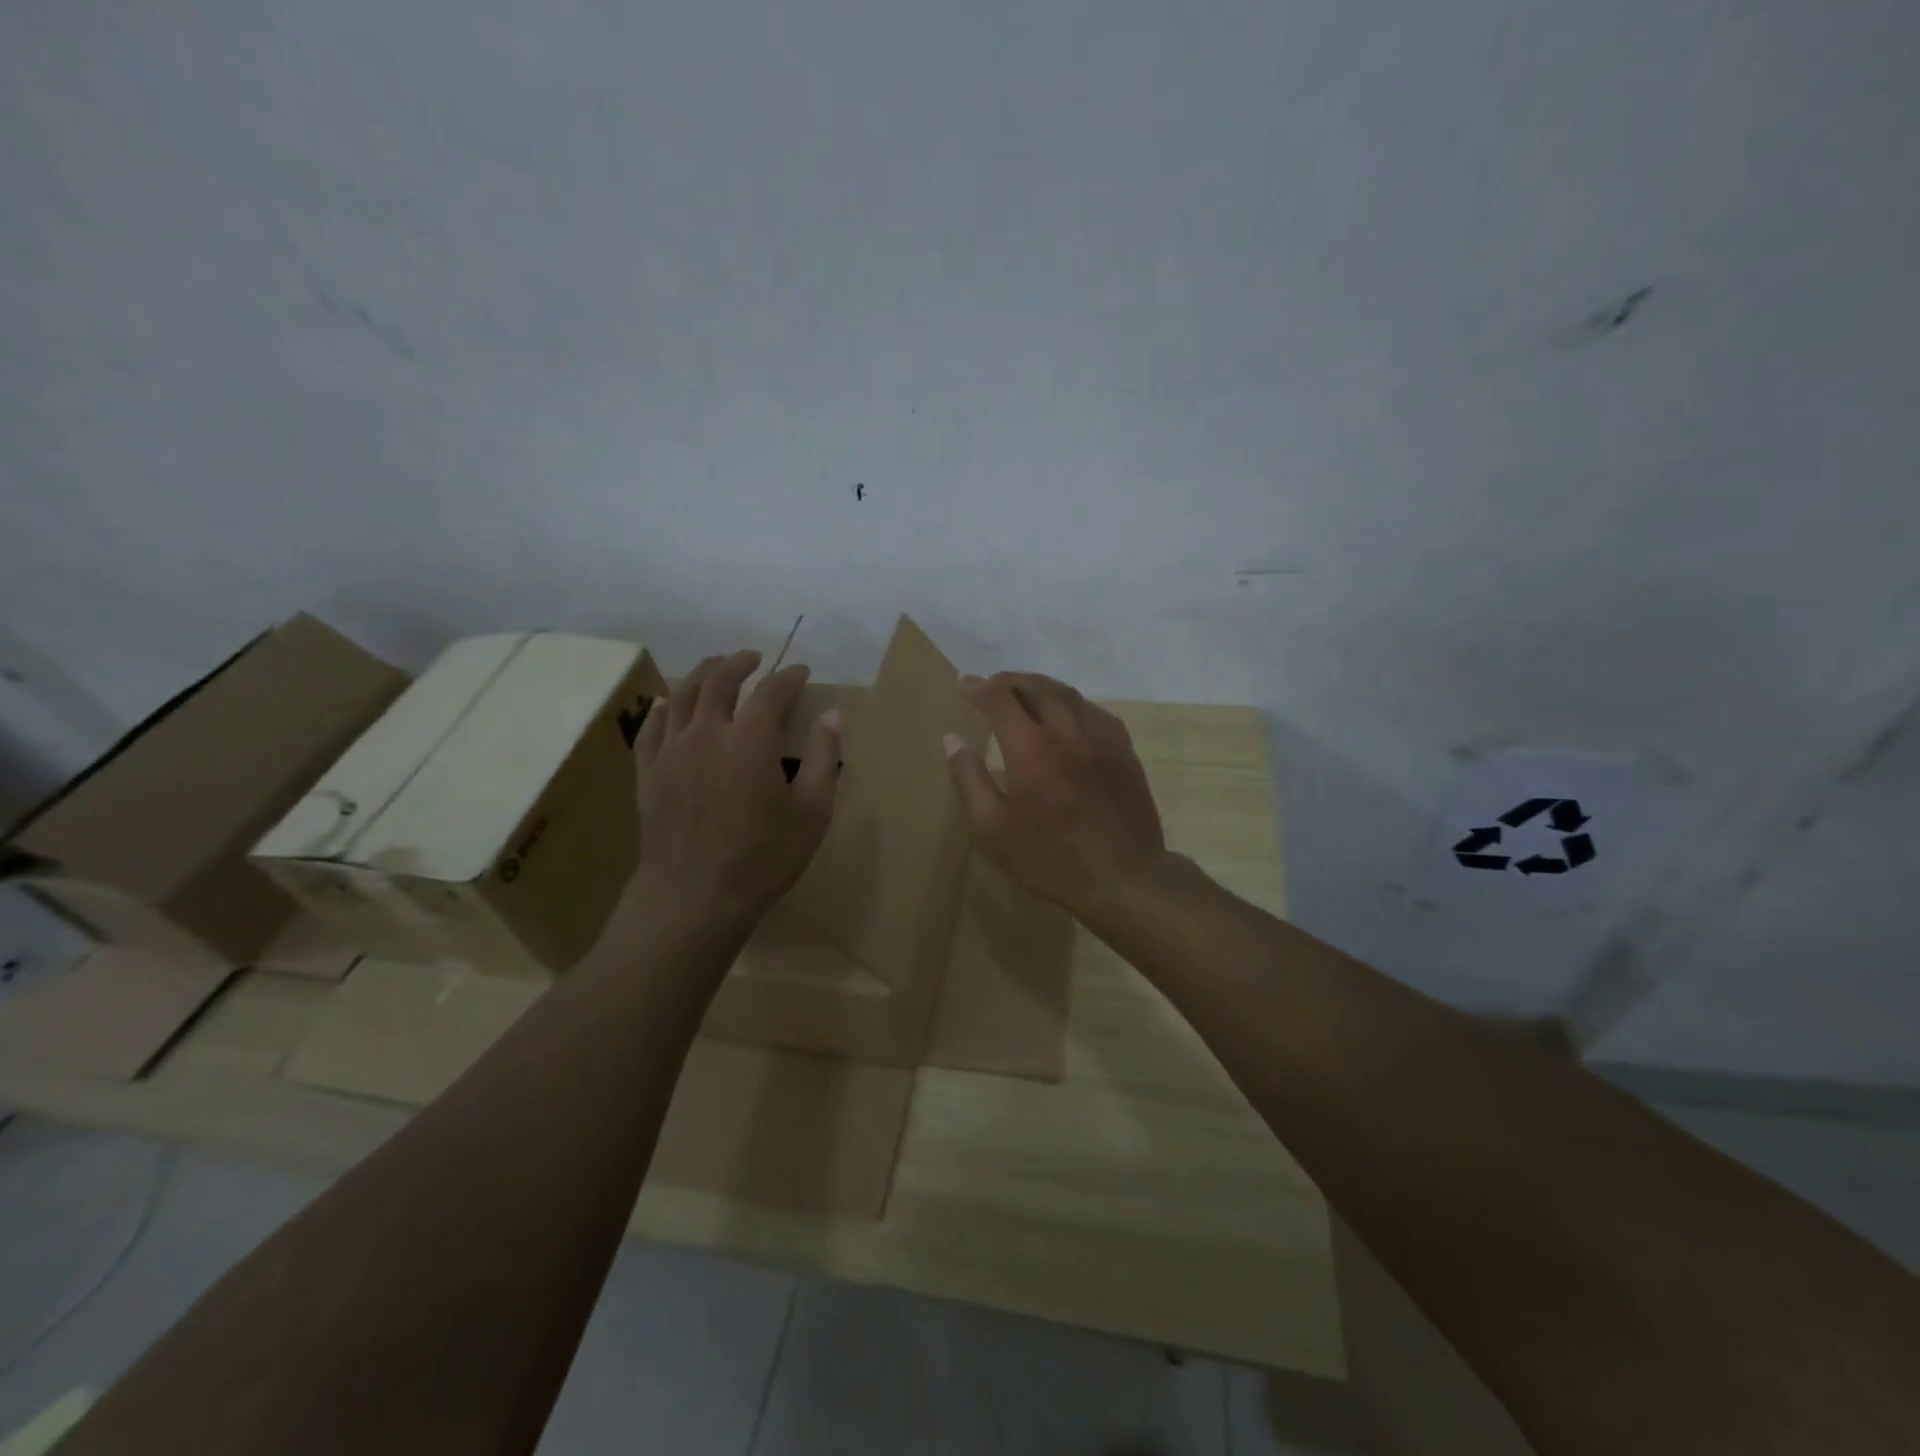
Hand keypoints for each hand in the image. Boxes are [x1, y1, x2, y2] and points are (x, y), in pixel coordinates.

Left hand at [630, 649, 840, 930]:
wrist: (695, 897)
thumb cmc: (764, 857)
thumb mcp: (813, 811)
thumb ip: (825, 758)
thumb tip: (833, 715)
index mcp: (751, 739)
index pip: (773, 692)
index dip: (789, 677)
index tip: (801, 672)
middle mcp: (707, 733)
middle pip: (719, 681)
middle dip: (739, 663)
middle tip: (753, 658)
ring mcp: (671, 751)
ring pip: (681, 695)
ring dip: (700, 675)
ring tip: (714, 668)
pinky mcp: (647, 772)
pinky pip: (650, 728)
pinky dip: (662, 709)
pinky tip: (667, 704)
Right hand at [943, 671, 1169, 925]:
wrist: (1123, 878)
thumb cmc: (1048, 858)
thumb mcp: (993, 828)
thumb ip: (970, 778)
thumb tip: (952, 739)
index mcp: (1031, 747)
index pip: (999, 699)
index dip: (978, 688)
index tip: (963, 684)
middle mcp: (1068, 731)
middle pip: (1036, 687)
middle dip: (1009, 681)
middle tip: (991, 685)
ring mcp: (1101, 738)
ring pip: (1069, 694)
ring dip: (1041, 687)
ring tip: (1024, 693)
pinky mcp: (1124, 750)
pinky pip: (1095, 711)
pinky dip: (1072, 704)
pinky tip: (1067, 716)